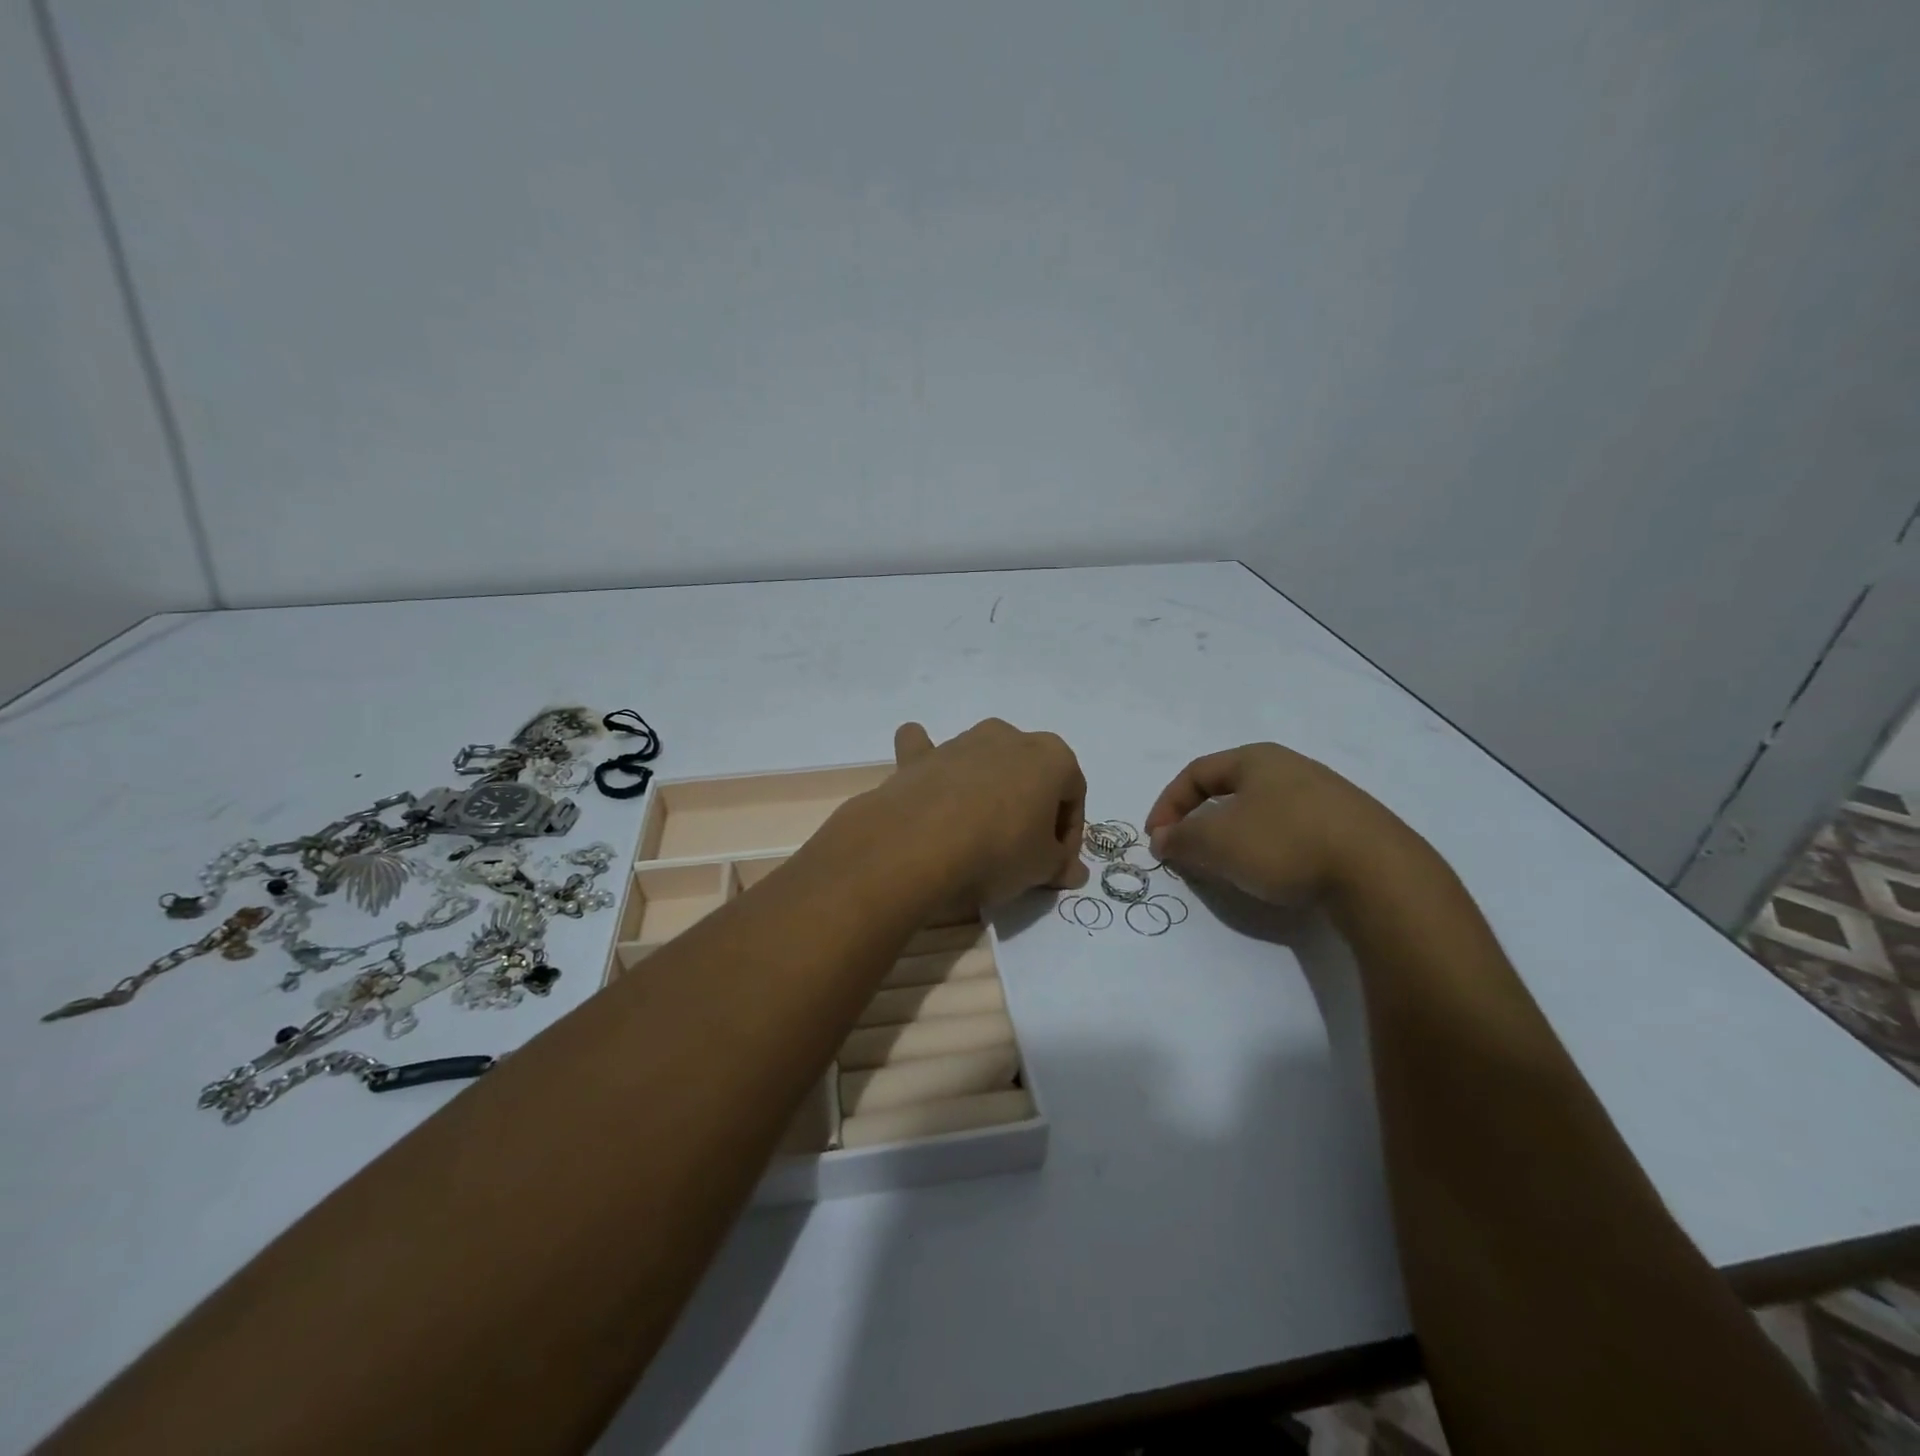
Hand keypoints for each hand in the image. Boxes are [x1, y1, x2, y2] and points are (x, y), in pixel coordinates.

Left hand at [875, 719, 1088, 906]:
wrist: (921, 845)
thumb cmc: (999, 851)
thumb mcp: (1042, 868)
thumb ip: (1061, 864)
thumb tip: (1074, 871)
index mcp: (1052, 756)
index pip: (1073, 795)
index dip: (1068, 834)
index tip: (1056, 864)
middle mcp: (1009, 737)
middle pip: (1030, 774)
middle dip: (1031, 807)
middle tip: (1023, 849)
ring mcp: (962, 741)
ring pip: (984, 760)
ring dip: (989, 788)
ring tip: (979, 833)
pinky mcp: (920, 755)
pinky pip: (927, 749)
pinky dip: (928, 758)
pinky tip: (927, 774)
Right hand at [1144, 743, 1410, 904]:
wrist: (1379, 874)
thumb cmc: (1284, 843)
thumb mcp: (1217, 841)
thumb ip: (1182, 838)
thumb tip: (1163, 838)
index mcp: (1257, 759)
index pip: (1196, 772)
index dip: (1168, 804)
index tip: (1157, 840)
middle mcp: (1292, 768)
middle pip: (1230, 791)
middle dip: (1201, 822)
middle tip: (1189, 853)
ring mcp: (1328, 797)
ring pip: (1263, 813)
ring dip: (1235, 838)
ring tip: (1230, 869)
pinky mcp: (1352, 829)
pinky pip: (1294, 833)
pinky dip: (1271, 851)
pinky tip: (1276, 876)